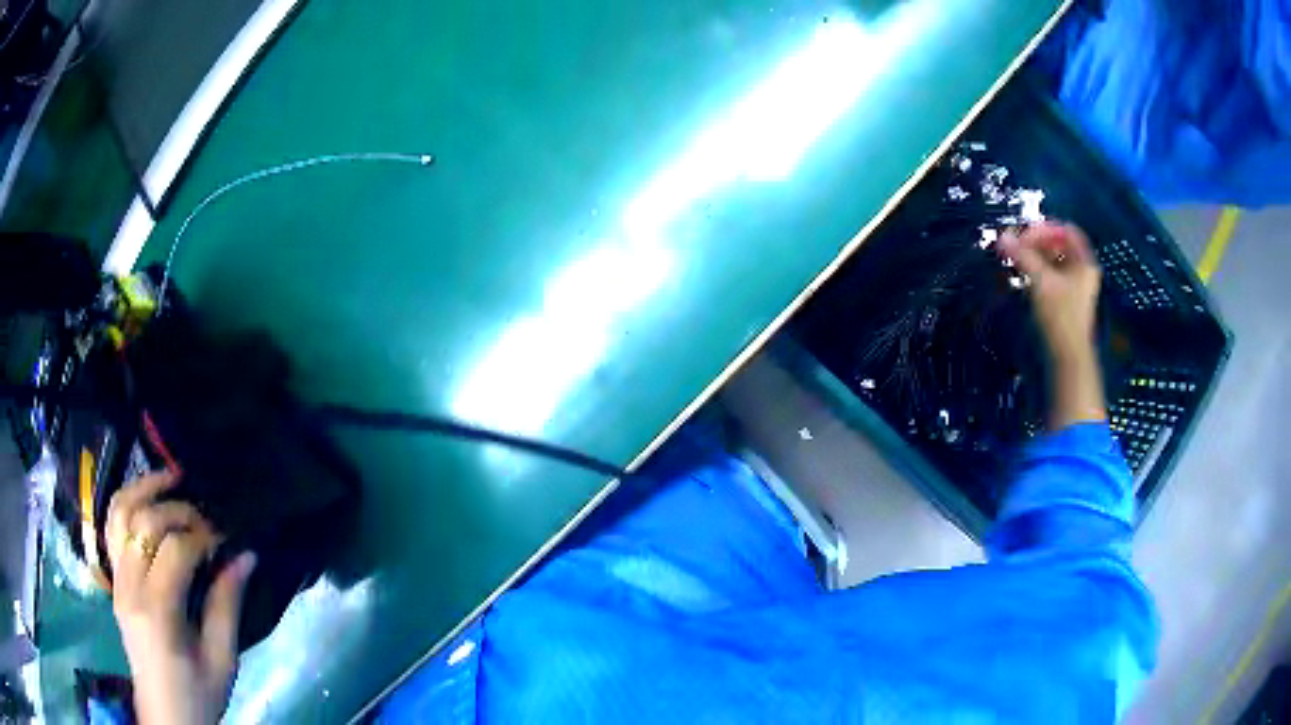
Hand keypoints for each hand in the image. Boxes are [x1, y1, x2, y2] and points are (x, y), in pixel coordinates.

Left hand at [106, 472, 255, 724]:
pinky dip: (126, 503)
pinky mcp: (114, 580)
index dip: (203, 536)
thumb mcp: (221, 661)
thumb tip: (245, 557)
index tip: (227, 541)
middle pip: (144, 522)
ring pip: (119, 512)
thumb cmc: (198, 695)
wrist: (165, 715)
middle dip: (179, 511)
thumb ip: (226, 605)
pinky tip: (145, 497)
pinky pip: (112, 527)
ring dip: (144, 488)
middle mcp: (129, 586)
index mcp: (158, 611)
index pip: (175, 550)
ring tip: (170, 478)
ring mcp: (116, 579)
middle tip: (207, 522)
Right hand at [999, 222, 1101, 362]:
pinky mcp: (1064, 301)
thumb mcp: (1041, 281)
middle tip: (1016, 247)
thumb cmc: (1060, 316)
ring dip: (1034, 257)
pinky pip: (1050, 276)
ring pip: (1053, 261)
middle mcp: (1082, 271)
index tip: (1025, 235)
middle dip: (1036, 243)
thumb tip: (1002, 236)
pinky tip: (1022, 275)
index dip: (1046, 228)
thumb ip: (1022, 256)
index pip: (1066, 230)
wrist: (1067, 359)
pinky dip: (1036, 271)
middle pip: (1058, 245)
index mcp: (1084, 262)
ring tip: (1016, 260)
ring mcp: (1074, 287)